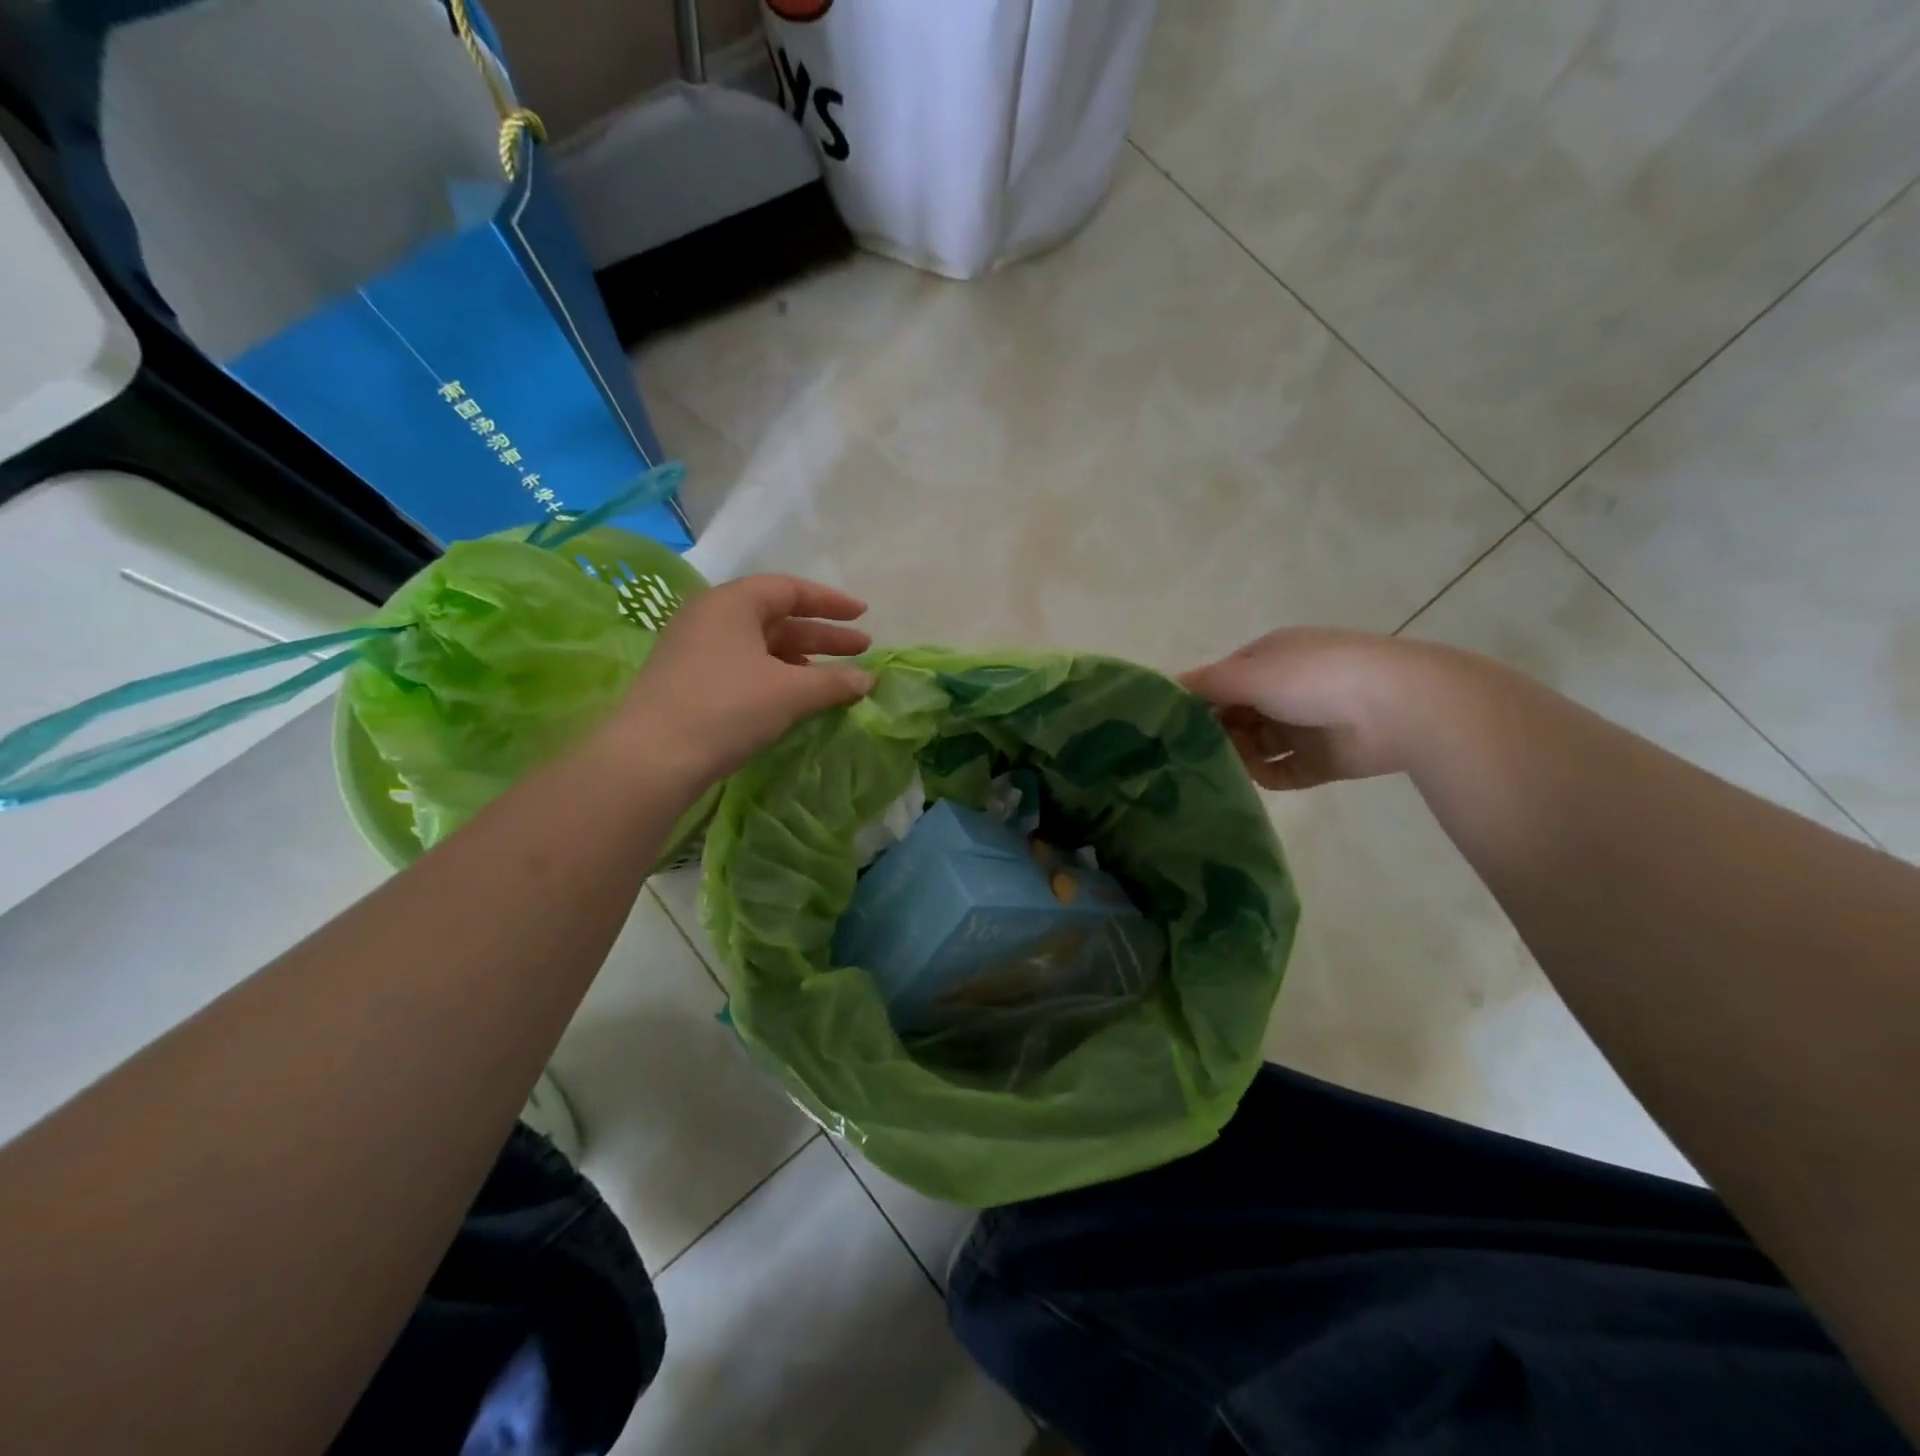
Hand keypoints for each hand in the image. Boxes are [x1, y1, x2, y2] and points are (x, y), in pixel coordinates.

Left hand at [617, 574, 873, 781]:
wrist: (651, 758)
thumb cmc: (726, 707)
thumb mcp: (789, 692)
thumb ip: (834, 682)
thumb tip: (869, 679)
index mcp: (732, 603)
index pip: (789, 589)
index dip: (830, 602)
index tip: (863, 615)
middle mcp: (710, 617)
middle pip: (776, 618)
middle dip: (822, 635)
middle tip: (861, 650)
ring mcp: (694, 650)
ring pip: (760, 646)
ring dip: (801, 660)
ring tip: (834, 679)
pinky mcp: (687, 682)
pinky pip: (743, 667)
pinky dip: (776, 677)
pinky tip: (795, 698)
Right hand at [1180, 628, 1441, 789]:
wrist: (1398, 705)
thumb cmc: (1314, 677)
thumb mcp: (1251, 673)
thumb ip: (1207, 684)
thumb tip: (1167, 686)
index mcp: (1269, 659)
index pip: (1222, 680)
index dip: (1198, 701)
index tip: (1172, 725)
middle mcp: (1284, 690)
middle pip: (1236, 715)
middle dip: (1215, 733)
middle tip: (1189, 754)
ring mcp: (1304, 725)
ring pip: (1256, 746)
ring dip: (1237, 756)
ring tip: (1219, 769)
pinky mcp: (1321, 760)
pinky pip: (1283, 771)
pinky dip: (1266, 776)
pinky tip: (1253, 779)